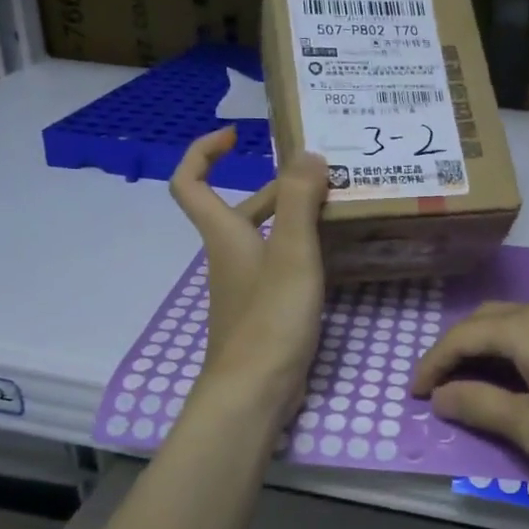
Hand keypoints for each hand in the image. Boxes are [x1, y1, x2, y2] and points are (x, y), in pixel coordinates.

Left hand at [169, 127, 328, 420]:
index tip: (235, 136)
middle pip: (242, 209)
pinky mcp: (261, 312)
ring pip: (264, 239)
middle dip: (279, 188)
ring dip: (294, 219)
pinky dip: (300, 253)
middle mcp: (229, 256)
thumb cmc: (269, 319)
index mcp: (225, 234)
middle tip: (323, 177)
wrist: (254, 392)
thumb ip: (300, 201)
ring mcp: (244, 287)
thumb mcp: (292, 254)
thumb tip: (307, 153)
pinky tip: (332, 258)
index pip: (190, 183)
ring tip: (338, 210)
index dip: (202, 152)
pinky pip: (278, 268)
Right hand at [411, 302, 528, 488]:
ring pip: (517, 321)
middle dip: (456, 348)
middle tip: (441, 383)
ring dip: (487, 346)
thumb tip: (441, 396)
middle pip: (487, 319)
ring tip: (477, 380)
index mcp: (525, 329)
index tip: (414, 394)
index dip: (432, 363)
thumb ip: (482, 407)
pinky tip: (527, 376)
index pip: (461, 336)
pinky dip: (517, 348)